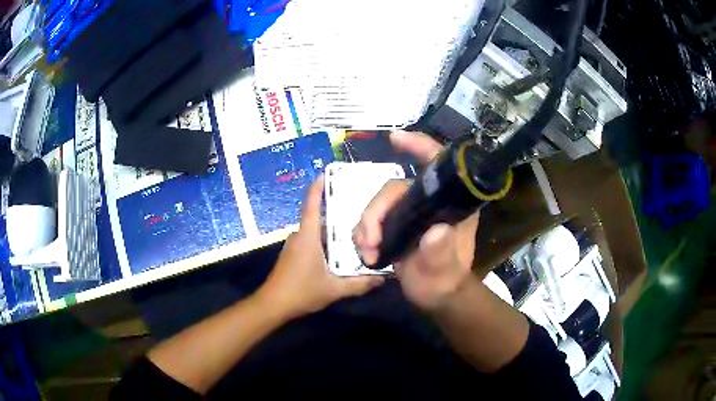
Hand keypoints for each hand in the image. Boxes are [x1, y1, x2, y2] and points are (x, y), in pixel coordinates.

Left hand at [258, 176, 384, 319]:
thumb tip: (382, 278)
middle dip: (335, 210)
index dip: (318, 187)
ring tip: (353, 228)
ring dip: (331, 229)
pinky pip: (311, 241)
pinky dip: (324, 241)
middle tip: (358, 207)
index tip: (326, 172)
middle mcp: (299, 236)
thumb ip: (359, 284)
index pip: (312, 205)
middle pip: (318, 217)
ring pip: (315, 231)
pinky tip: (338, 250)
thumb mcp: (334, 289)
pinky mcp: (293, 255)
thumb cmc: (301, 291)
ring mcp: (294, 245)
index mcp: (308, 236)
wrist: (273, 305)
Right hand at [353, 131, 479, 311]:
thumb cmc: (445, 282)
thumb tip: (436, 232)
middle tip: (368, 242)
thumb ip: (441, 255)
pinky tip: (366, 252)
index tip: (396, 139)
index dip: (420, 146)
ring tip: (366, 252)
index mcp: (450, 204)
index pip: (438, 165)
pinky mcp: (397, 224)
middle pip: (395, 188)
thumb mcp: (444, 272)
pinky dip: (364, 234)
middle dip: (375, 212)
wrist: (434, 296)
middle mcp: (430, 202)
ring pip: (379, 204)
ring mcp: (411, 213)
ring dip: (365, 226)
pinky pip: (373, 219)